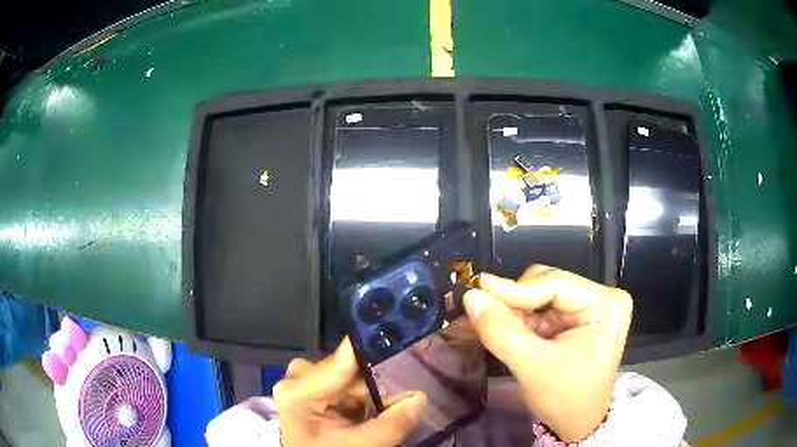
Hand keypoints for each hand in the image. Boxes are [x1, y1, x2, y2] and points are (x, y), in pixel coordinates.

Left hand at [273, 338, 427, 446]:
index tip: (406, 342)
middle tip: (405, 395)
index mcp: (297, 390)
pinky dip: (362, 401)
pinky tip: (372, 414)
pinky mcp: (312, 397)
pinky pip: (344, 390)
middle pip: (348, 370)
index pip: (343, 359)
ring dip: (371, 395)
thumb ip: (389, 425)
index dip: (375, 350)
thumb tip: (420, 398)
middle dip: (377, 383)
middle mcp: (297, 381)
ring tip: (391, 409)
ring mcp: (304, 388)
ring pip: (349, 380)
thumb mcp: (357, 446)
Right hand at [463, 266, 631, 441]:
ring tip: (501, 332)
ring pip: (541, 295)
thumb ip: (501, 331)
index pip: (556, 283)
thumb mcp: (533, 367)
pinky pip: (541, 309)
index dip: (516, 289)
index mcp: (607, 304)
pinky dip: (522, 320)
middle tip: (487, 317)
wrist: (577, 424)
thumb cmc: (565, 398)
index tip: (477, 288)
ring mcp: (588, 308)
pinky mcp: (575, 319)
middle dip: (517, 302)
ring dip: (517, 312)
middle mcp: (601, 298)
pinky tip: (511, 334)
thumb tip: (471, 296)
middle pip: (548, 284)